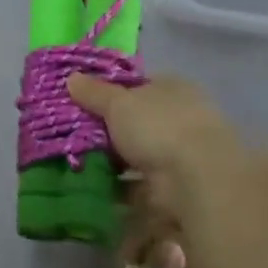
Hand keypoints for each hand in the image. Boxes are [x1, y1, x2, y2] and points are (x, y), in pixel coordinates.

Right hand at [67, 73, 239, 222]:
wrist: (196, 179)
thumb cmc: (158, 127)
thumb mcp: (118, 103)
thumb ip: (94, 93)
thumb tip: (71, 77)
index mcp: (172, 88)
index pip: (139, 86)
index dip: (111, 93)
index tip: (83, 103)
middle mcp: (181, 118)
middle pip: (137, 122)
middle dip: (109, 132)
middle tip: (74, 136)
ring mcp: (180, 155)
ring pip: (138, 155)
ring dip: (113, 163)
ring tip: (78, 165)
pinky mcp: (175, 187)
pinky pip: (140, 185)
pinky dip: (120, 189)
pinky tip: (94, 190)